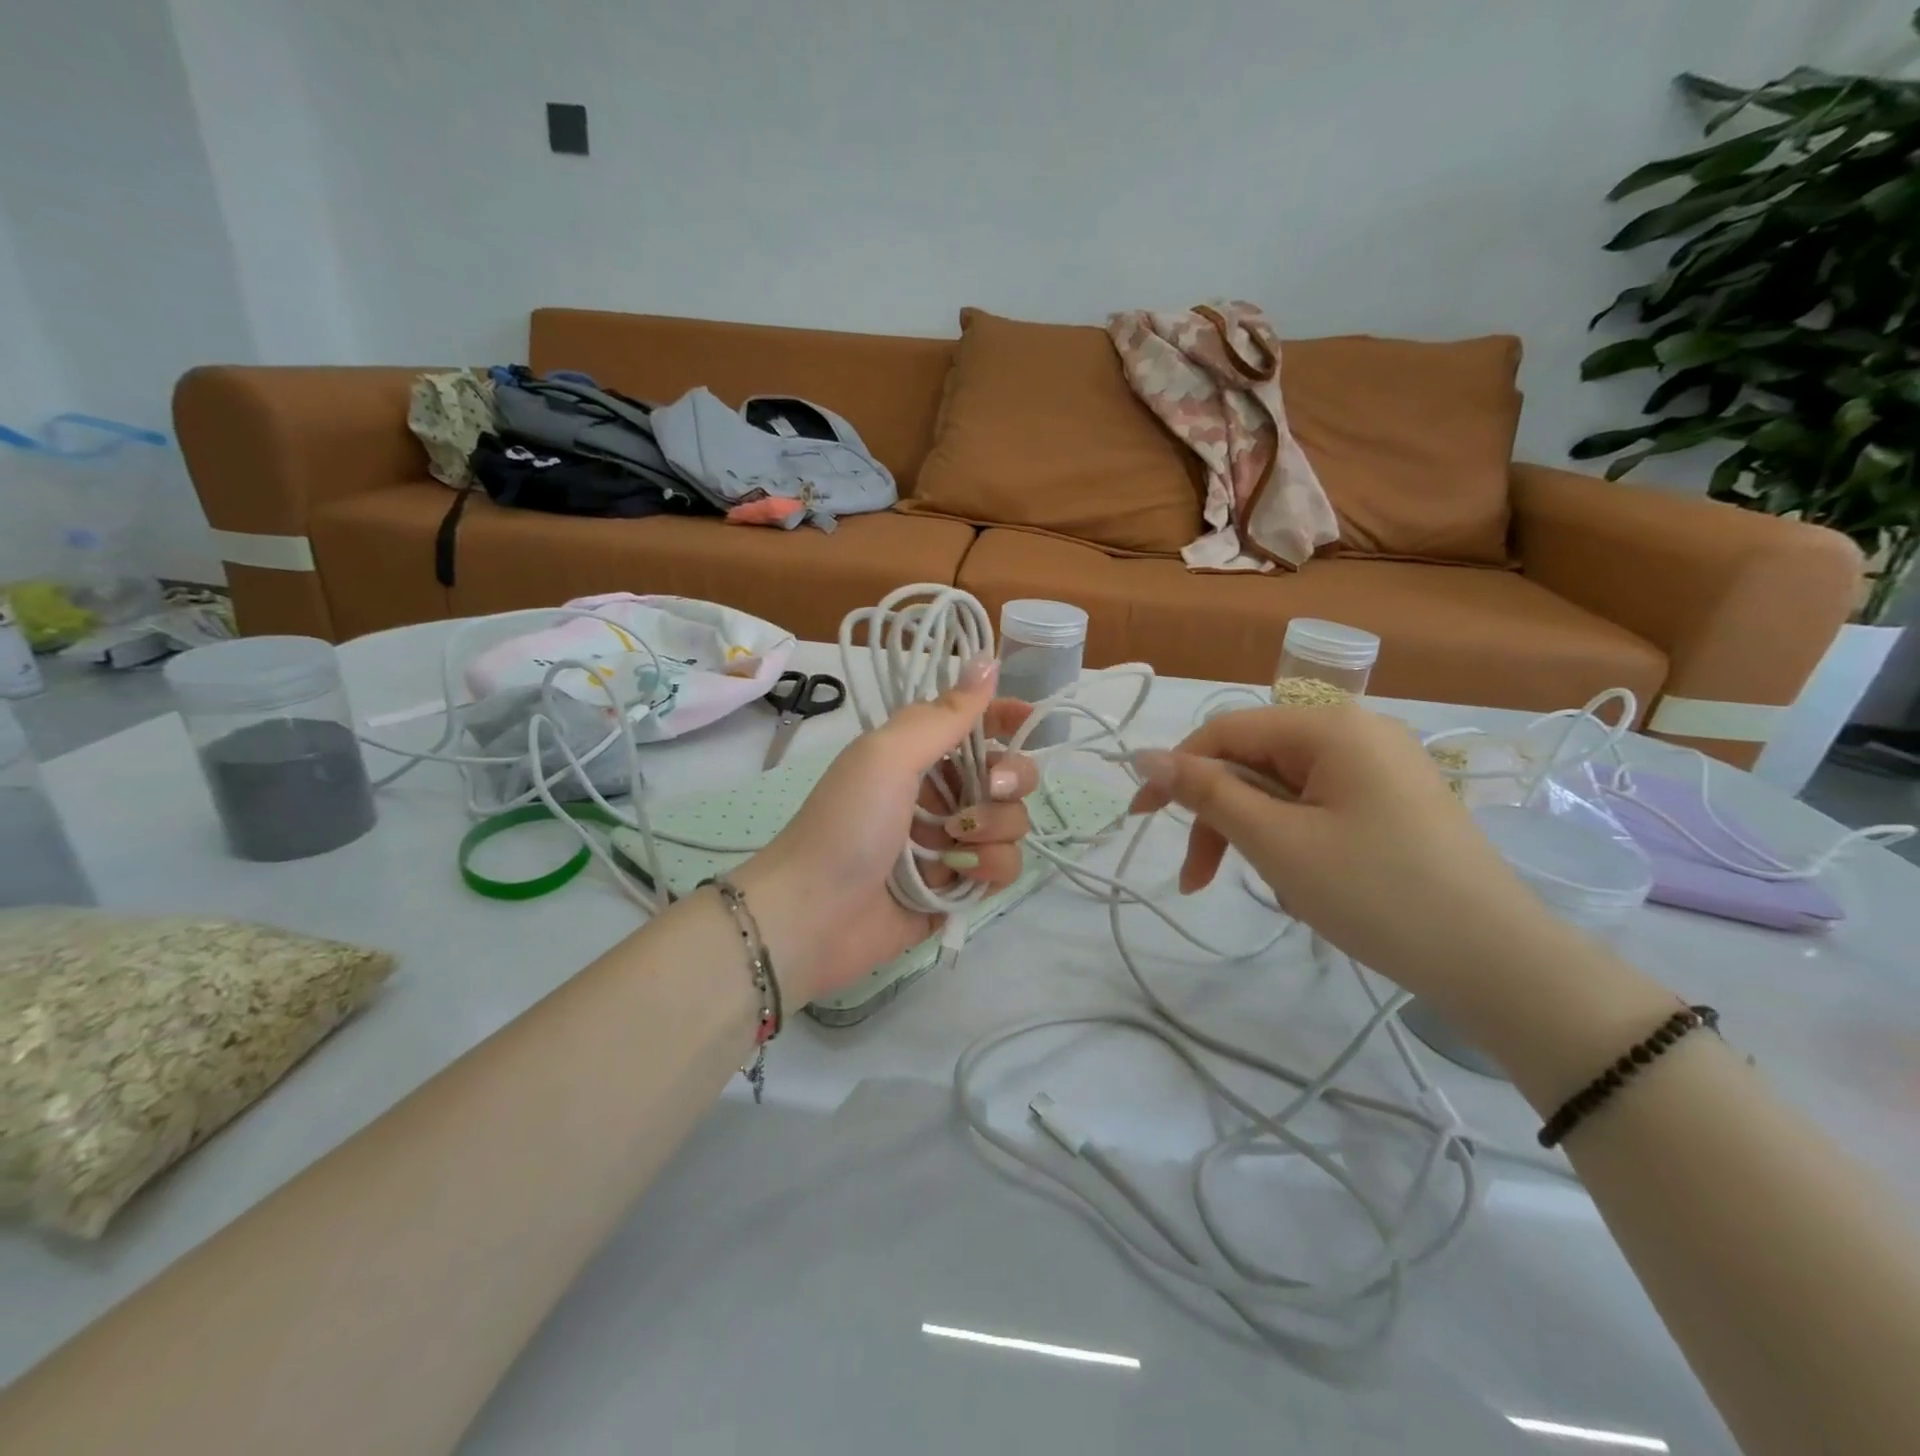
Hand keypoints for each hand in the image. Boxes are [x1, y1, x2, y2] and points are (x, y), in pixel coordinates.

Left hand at [735, 658, 1039, 1003]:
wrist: (813, 915)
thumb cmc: (848, 823)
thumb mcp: (888, 754)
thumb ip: (945, 713)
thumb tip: (988, 659)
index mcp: (920, 755)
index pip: (977, 725)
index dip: (1006, 717)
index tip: (1028, 718)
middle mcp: (941, 794)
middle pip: (1008, 774)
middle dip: (1009, 780)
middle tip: (986, 791)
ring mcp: (953, 843)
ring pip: (1012, 823)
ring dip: (995, 830)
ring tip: (955, 845)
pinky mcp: (960, 887)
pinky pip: (1004, 867)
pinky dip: (991, 868)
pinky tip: (960, 875)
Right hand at [1129, 704, 1563, 1001]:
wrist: (1499, 964)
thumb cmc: (1377, 893)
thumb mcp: (1277, 842)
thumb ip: (1207, 793)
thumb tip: (1145, 755)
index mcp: (1329, 725)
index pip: (1225, 731)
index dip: (1175, 771)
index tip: (1140, 820)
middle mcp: (1356, 732)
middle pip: (1254, 762)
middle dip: (1219, 817)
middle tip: (1197, 880)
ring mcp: (1381, 768)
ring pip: (1283, 790)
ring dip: (1255, 836)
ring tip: (1270, 891)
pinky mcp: (1394, 803)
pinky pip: (1317, 808)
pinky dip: (1294, 842)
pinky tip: (1307, 887)